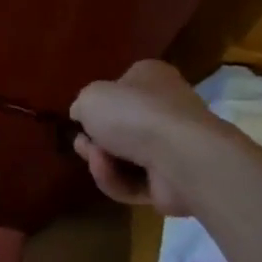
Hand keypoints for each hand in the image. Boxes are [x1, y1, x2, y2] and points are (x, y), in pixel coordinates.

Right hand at [70, 60, 222, 217]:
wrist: (180, 156)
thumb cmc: (134, 114)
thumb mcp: (90, 97)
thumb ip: (82, 105)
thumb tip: (84, 116)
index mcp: (151, 78)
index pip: (120, 88)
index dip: (98, 105)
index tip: (81, 119)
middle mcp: (165, 108)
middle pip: (118, 128)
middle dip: (94, 140)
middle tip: (83, 144)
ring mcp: (171, 146)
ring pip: (122, 158)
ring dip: (101, 163)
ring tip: (97, 160)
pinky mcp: (172, 180)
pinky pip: (134, 182)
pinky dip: (117, 181)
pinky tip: (111, 175)